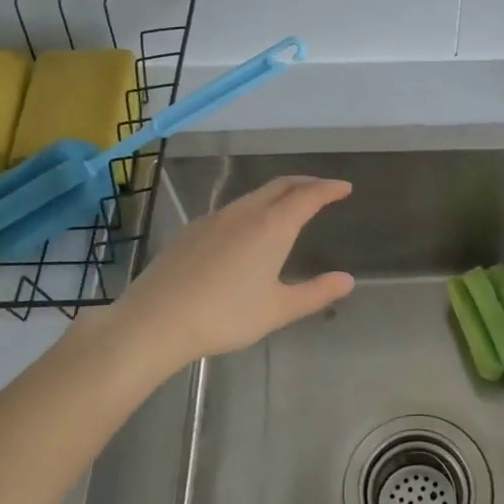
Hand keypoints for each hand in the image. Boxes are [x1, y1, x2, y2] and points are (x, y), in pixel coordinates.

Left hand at [101, 176, 354, 370]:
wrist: (156, 320)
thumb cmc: (225, 315)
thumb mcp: (278, 309)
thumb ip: (315, 293)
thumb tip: (347, 280)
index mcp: (272, 226)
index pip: (308, 196)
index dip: (329, 189)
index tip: (344, 188)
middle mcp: (244, 213)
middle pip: (280, 186)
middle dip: (305, 183)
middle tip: (322, 190)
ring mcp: (214, 219)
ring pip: (253, 196)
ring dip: (277, 194)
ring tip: (289, 207)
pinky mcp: (192, 230)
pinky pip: (231, 210)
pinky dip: (252, 209)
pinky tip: (246, 231)